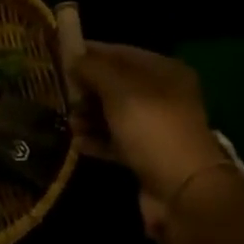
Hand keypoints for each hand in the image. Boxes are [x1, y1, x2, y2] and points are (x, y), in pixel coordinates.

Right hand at [69, 42, 235, 243]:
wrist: (183, 192)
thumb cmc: (152, 127)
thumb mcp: (119, 89)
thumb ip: (93, 68)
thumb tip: (73, 58)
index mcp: (165, 72)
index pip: (122, 53)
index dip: (92, 52)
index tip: (62, 54)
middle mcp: (163, 96)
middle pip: (117, 84)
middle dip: (88, 87)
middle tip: (60, 90)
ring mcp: (156, 128)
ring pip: (115, 114)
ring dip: (90, 115)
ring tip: (68, 120)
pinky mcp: (147, 157)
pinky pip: (116, 141)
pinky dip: (97, 140)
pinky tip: (76, 142)